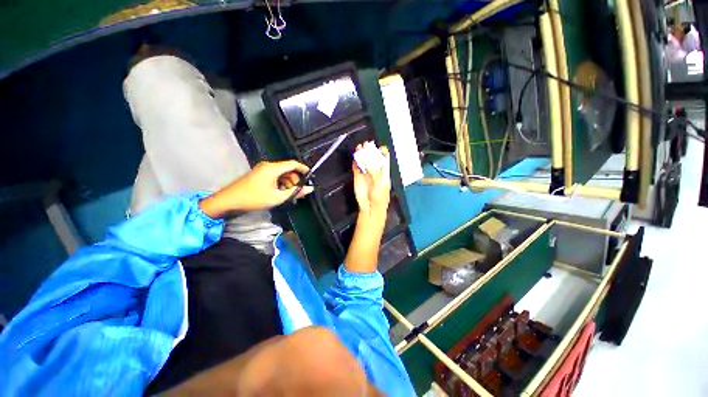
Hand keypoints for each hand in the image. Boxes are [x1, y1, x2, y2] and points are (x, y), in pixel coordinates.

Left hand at [200, 160, 313, 217]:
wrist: (229, 201)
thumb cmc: (254, 198)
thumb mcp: (277, 197)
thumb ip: (295, 192)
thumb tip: (309, 189)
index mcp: (273, 168)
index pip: (293, 164)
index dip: (303, 169)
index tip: (311, 176)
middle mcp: (268, 165)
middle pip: (288, 169)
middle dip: (295, 179)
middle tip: (297, 191)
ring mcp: (262, 169)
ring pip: (281, 173)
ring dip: (287, 182)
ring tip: (287, 194)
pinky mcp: (259, 174)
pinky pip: (274, 175)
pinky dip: (280, 183)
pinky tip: (279, 193)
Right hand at [352, 145, 390, 216]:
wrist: (370, 207)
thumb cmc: (380, 196)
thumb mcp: (380, 183)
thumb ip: (375, 171)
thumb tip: (370, 161)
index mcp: (383, 172)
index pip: (384, 159)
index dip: (383, 152)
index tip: (380, 147)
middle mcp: (375, 171)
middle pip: (372, 157)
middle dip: (370, 150)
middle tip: (367, 144)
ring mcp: (366, 173)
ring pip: (364, 161)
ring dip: (362, 154)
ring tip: (359, 147)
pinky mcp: (358, 176)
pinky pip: (356, 167)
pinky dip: (355, 161)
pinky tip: (355, 157)